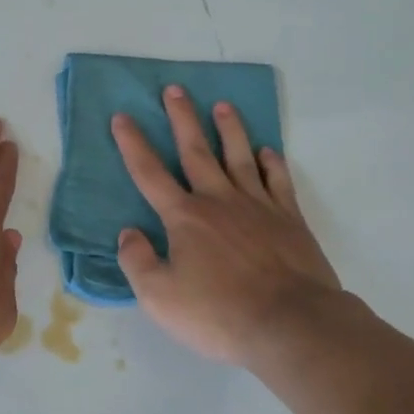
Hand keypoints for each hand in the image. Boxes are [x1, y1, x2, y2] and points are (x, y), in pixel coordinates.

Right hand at [112, 87, 340, 368]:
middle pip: (196, 151)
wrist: (292, 325)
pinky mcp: (290, 219)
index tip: (122, 117)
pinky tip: (268, 151)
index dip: (133, 144)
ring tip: (223, 106)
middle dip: (182, 118)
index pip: (150, 173)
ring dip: (230, 130)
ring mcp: (258, 206)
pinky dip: (272, 162)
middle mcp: (219, 201)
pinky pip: (278, 180)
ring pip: (240, 156)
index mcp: (185, 218)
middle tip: (175, 89)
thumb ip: (137, 262)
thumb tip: (128, 233)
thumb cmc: (219, 314)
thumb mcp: (160, 298)